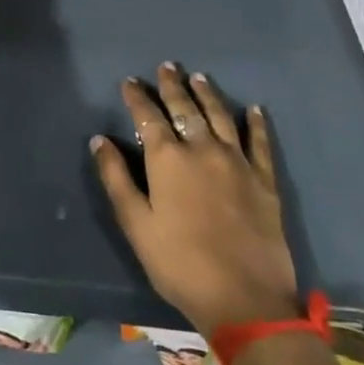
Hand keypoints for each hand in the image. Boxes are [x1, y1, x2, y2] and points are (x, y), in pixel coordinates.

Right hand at [93, 65, 300, 339]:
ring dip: (208, 94)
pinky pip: (260, 143)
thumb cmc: (179, 263)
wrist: (245, 298)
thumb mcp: (135, 224)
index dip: (137, 97)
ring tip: (200, 77)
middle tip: (167, 66)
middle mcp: (202, 149)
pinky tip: (254, 109)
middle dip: (172, 86)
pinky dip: (257, 123)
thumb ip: (116, 178)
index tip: (129, 81)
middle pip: (185, 108)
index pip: (148, 116)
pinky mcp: (264, 181)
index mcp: (168, 159)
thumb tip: (99, 140)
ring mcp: (237, 162)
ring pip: (220, 117)